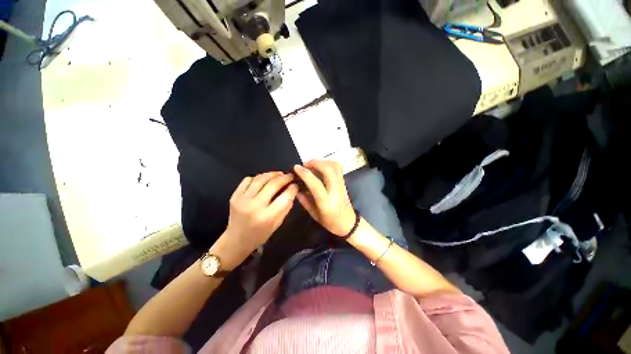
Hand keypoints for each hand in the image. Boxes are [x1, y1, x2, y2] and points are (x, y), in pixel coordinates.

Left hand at [211, 172, 297, 269]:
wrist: (236, 240)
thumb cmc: (260, 235)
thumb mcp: (277, 224)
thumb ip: (286, 207)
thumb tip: (292, 190)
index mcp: (267, 217)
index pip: (284, 197)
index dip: (292, 188)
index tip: (295, 185)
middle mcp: (255, 206)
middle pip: (273, 184)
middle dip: (284, 177)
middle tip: (290, 176)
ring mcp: (242, 200)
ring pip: (260, 179)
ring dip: (272, 174)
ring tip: (279, 174)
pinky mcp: (234, 196)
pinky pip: (247, 180)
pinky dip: (258, 177)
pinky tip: (263, 180)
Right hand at [293, 160, 355, 236]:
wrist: (348, 223)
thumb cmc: (330, 222)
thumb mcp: (314, 214)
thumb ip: (304, 201)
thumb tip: (295, 188)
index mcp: (326, 202)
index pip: (316, 184)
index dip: (305, 174)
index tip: (296, 168)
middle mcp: (335, 191)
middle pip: (328, 170)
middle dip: (315, 163)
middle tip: (305, 165)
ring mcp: (341, 185)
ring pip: (335, 166)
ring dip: (322, 161)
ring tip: (312, 165)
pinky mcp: (344, 182)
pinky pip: (338, 167)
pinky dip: (329, 163)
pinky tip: (321, 166)